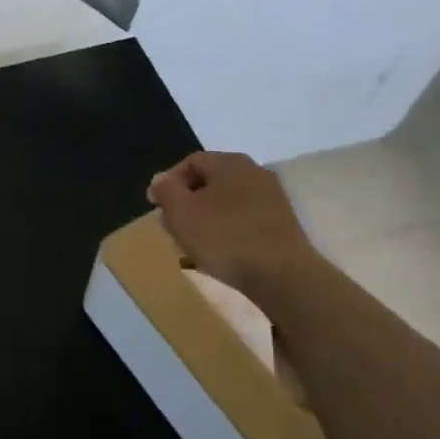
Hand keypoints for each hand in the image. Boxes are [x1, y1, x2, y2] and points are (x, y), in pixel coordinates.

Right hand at [147, 151, 317, 294]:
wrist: (283, 276)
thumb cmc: (225, 237)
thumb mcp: (181, 212)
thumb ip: (166, 190)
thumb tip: (161, 180)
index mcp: (230, 163)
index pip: (191, 162)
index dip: (168, 182)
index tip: (156, 207)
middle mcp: (255, 173)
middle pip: (210, 182)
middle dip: (187, 203)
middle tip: (172, 226)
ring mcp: (272, 200)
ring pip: (227, 204)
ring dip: (206, 220)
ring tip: (192, 245)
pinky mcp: (282, 225)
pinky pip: (244, 221)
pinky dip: (227, 233)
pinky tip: (218, 255)